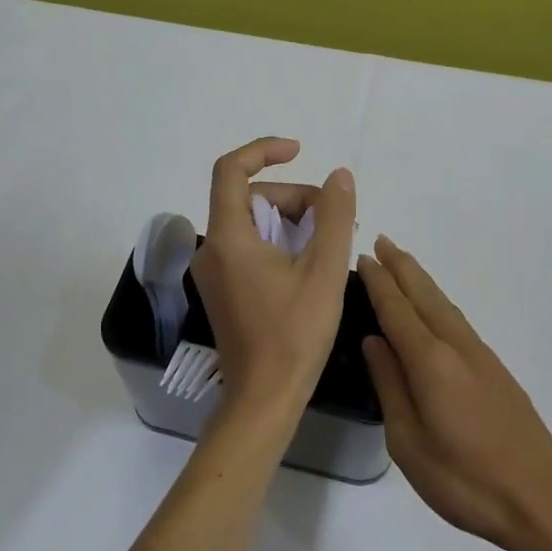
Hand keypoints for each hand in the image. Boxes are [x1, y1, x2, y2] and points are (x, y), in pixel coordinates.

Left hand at [190, 138, 355, 430]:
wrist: (264, 399)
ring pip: (253, 224)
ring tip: (330, 245)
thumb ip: (335, 216)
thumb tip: (339, 177)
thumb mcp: (324, 270)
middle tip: (336, 222)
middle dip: (294, 199)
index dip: (264, 151)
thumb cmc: (294, 334)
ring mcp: (215, 272)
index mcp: (229, 238)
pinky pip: (249, 247)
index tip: (299, 151)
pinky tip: (310, 264)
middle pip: (251, 199)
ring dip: (291, 222)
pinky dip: (279, 243)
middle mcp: (212, 249)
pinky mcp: (223, 290)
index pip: (231, 170)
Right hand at [359, 236, 551, 550]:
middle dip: (402, 267)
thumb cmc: (465, 480)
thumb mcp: (409, 443)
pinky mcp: (497, 371)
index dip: (379, 282)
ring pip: (445, 306)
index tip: (363, 255)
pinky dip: (439, 303)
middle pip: (425, 296)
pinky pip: (458, 322)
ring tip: (403, 264)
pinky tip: (435, 309)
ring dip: (422, 281)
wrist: (542, 501)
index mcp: (431, 362)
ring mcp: (482, 357)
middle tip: (382, 241)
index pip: (398, 310)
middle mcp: (458, 347)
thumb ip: (391, 386)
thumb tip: (375, 342)